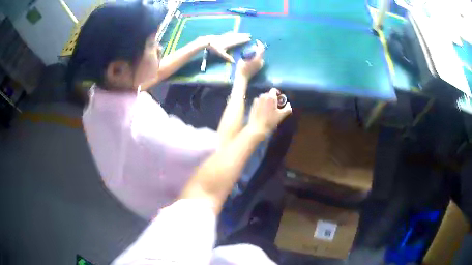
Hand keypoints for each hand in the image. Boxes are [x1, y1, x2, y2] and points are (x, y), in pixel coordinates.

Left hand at [202, 32, 251, 62]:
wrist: (208, 41)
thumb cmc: (214, 48)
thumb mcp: (221, 53)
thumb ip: (227, 57)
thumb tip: (234, 62)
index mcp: (230, 43)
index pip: (239, 41)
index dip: (244, 40)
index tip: (249, 39)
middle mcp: (229, 39)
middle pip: (238, 37)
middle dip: (244, 36)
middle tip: (250, 35)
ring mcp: (226, 36)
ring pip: (234, 34)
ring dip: (240, 34)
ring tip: (244, 33)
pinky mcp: (222, 35)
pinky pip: (229, 33)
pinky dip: (232, 33)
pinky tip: (234, 31)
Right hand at [235, 40, 264, 80]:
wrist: (243, 78)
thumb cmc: (241, 69)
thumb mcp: (241, 59)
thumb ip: (246, 54)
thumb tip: (247, 48)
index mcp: (257, 59)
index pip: (261, 49)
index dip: (259, 44)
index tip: (256, 41)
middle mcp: (261, 62)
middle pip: (262, 52)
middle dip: (259, 47)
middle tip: (254, 44)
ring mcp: (261, 65)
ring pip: (261, 56)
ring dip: (258, 52)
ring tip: (252, 49)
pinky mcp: (259, 67)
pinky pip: (260, 59)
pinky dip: (257, 56)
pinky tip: (252, 55)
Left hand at [248, 88, 291, 135]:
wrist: (257, 127)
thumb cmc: (271, 120)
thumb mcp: (282, 115)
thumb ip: (287, 108)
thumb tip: (288, 104)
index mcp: (270, 97)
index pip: (274, 90)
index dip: (278, 93)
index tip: (280, 99)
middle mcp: (263, 96)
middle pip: (269, 94)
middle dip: (273, 98)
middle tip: (276, 105)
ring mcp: (256, 100)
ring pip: (263, 97)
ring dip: (267, 101)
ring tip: (269, 108)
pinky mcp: (252, 105)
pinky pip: (258, 102)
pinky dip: (261, 104)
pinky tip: (263, 111)